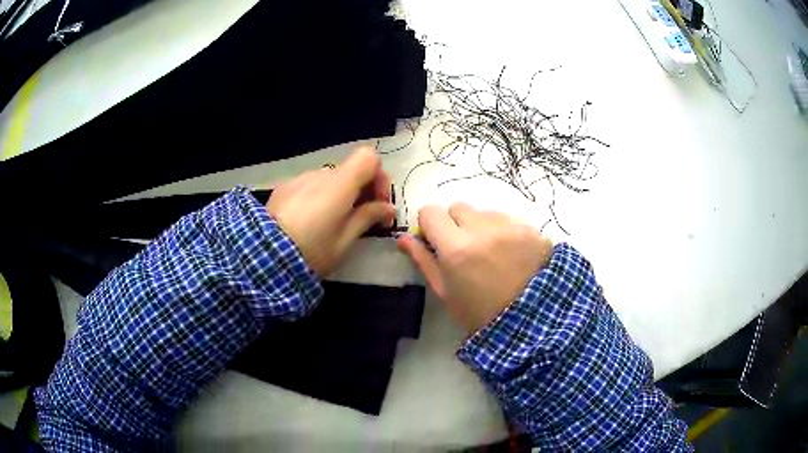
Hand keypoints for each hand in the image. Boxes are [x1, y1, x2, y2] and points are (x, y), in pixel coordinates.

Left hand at [268, 146, 395, 276]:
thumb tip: (388, 208)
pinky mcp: (283, 187)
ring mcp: (299, 179)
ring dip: (338, 195)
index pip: (369, 158)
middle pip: (350, 170)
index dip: (379, 177)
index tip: (378, 203)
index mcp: (340, 185)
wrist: (263, 257)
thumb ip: (368, 217)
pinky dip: (318, 197)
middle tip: (361, 218)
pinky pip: (309, 186)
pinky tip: (308, 221)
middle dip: (361, 190)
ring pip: (329, 180)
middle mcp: (320, 174)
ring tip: (331, 223)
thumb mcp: (345, 240)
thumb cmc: (311, 251)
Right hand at [397, 203, 552, 333]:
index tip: (436, 241)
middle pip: (458, 207)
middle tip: (465, 249)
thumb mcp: (446, 292)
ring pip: (484, 212)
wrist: (531, 322)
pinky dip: (504, 231)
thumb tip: (404, 238)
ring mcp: (509, 226)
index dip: (430, 225)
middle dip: (456, 224)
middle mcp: (482, 228)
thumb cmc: (480, 313)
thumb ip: (423, 261)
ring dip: (482, 226)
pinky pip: (508, 219)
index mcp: (456, 247)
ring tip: (492, 253)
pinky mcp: (530, 228)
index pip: (430, 212)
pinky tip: (512, 253)